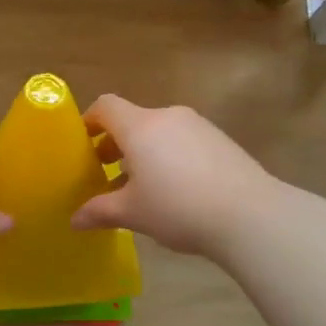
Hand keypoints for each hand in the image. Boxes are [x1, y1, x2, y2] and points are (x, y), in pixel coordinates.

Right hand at [71, 96, 278, 256]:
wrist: (250, 215)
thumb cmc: (178, 208)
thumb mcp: (132, 214)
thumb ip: (99, 211)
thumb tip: (75, 220)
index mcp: (140, 127)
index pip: (106, 106)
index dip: (89, 121)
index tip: (83, 146)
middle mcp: (167, 116)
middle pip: (132, 120)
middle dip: (116, 143)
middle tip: (108, 173)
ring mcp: (198, 126)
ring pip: (159, 131)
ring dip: (144, 151)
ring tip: (143, 186)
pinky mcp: (221, 140)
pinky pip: (183, 140)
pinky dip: (170, 156)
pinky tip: (177, 190)